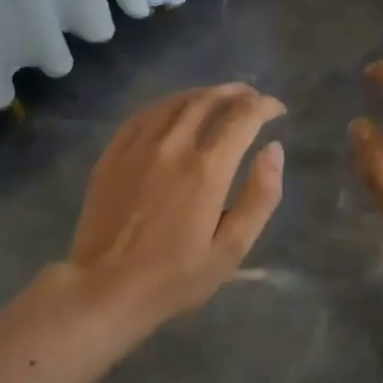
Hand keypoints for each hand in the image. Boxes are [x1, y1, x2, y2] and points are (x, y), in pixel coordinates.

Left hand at [69, 83, 285, 323]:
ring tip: (220, 98)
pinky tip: (175, 110)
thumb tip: (274, 149)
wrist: (105, 289)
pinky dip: (168, 104)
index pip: (242, 118)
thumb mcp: (231, 250)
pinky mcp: (112, 155)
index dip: (265, 107)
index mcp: (207, 170)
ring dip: (203, 93)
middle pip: (208, 100)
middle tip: (252, 98)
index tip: (277, 110)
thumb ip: (260, 197)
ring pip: (175, 101)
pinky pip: (143, 114)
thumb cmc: (175, 278)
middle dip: (237, 93)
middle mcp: (173, 147)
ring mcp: (137, 147)